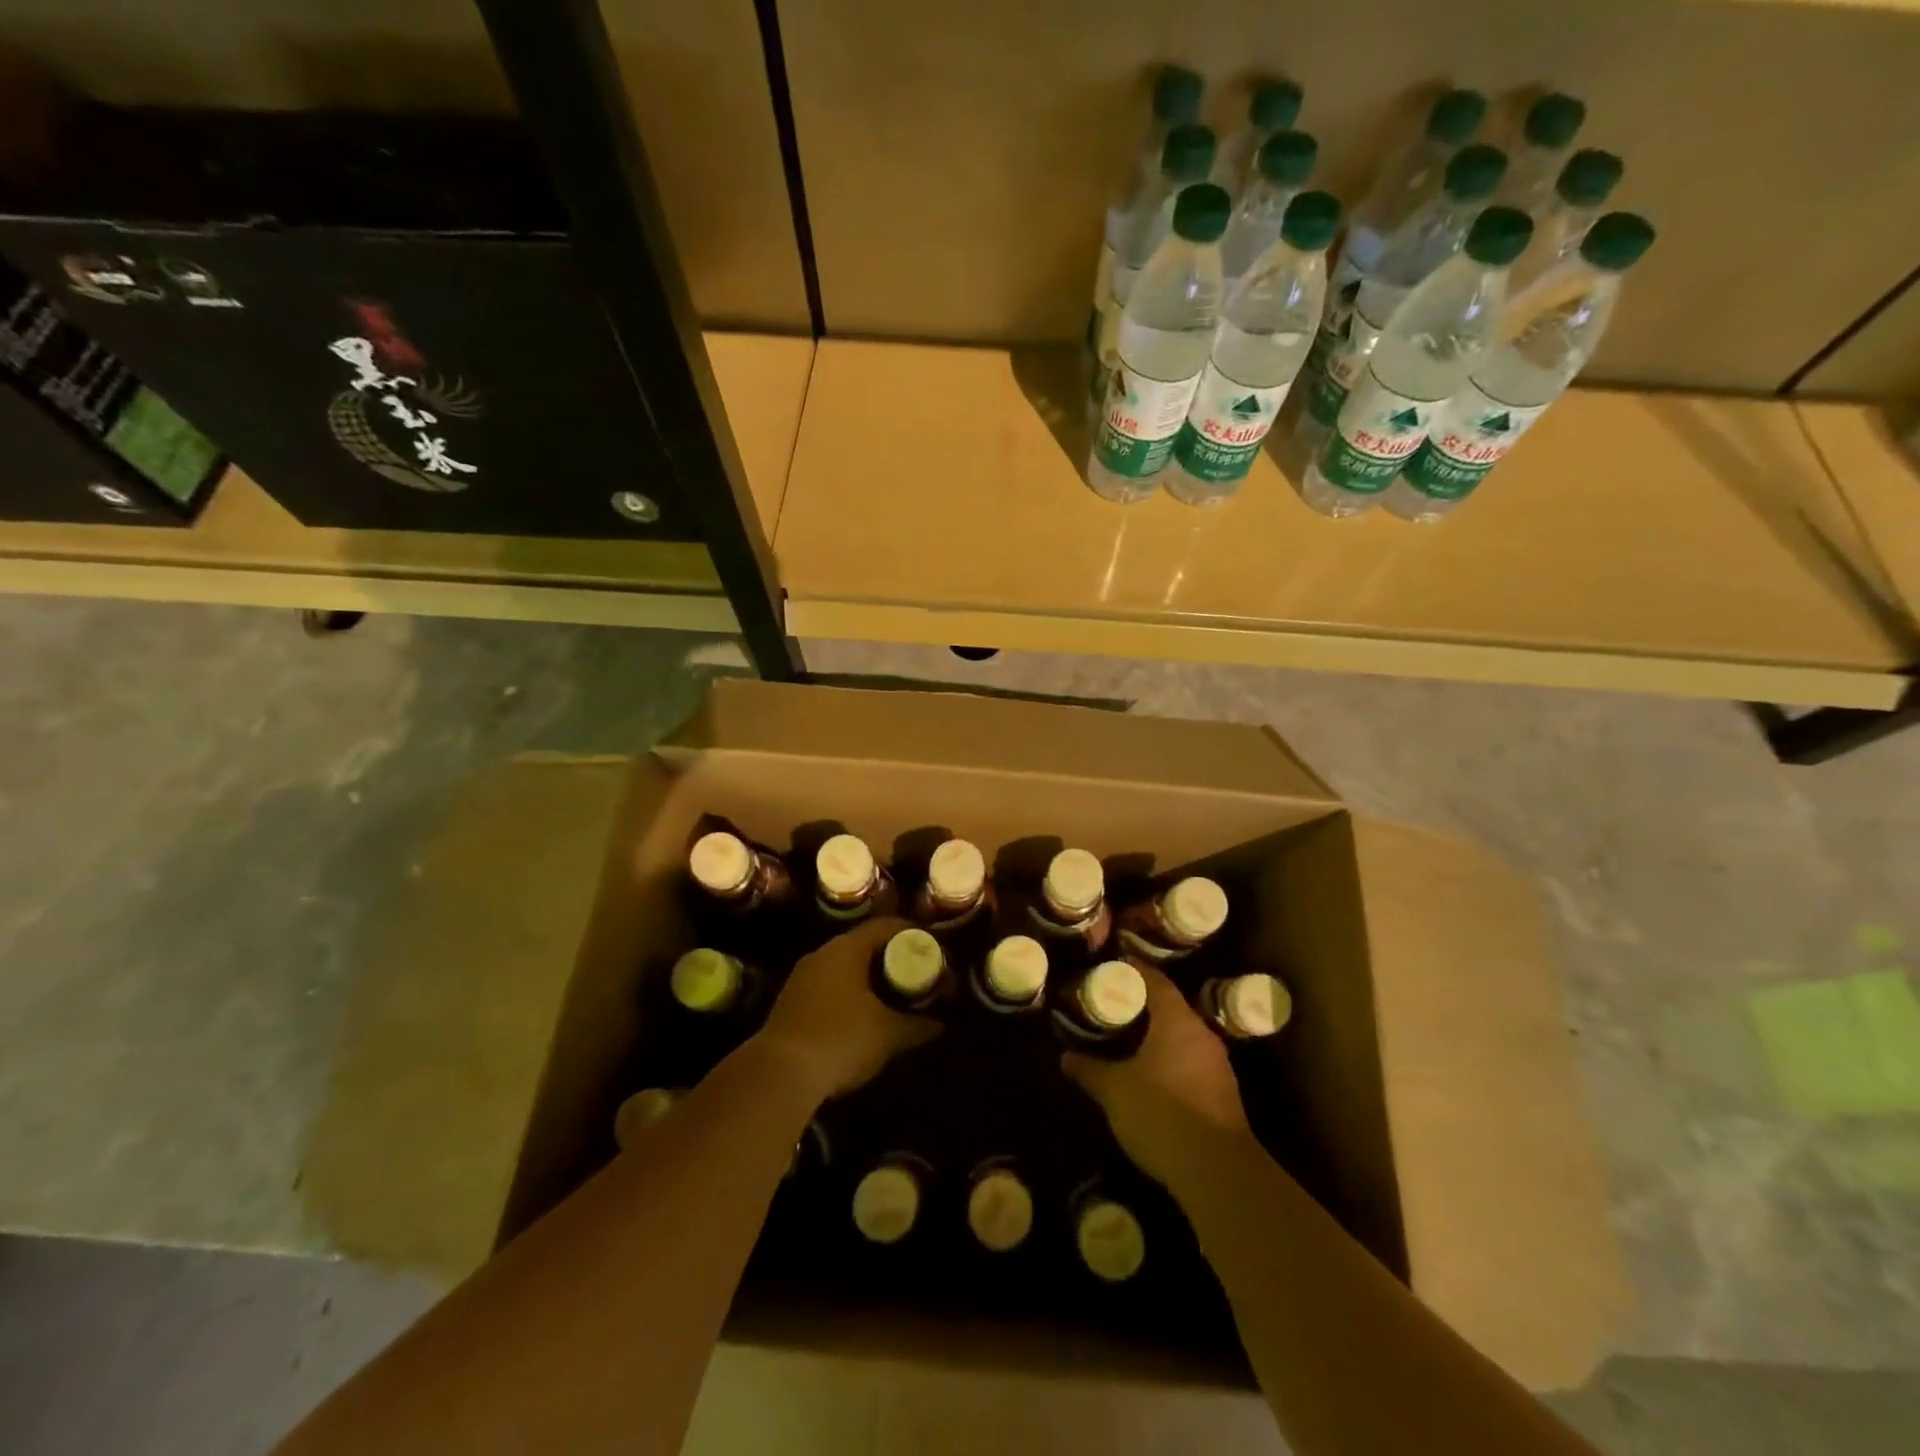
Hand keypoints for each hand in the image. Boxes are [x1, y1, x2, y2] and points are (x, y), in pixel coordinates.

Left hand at [758, 917, 938, 1100]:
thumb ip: (917, 1026)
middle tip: (914, 973)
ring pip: (843, 968)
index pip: (884, 926)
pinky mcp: (789, 1003)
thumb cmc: (841, 1038)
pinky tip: (861, 1017)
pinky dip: (848, 995)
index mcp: (847, 949)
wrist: (780, 1073)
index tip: (930, 946)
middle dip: (889, 958)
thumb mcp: (888, 1033)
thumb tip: (939, 1025)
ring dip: (866, 979)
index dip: (910, 932)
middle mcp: (822, 955)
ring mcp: (801, 978)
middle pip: (862, 945)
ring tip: (891, 996)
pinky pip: (827, 987)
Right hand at [1063, 963, 1251, 1187]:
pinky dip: (1170, 1059)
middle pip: (1171, 1007)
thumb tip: (1065, 1056)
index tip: (1112, 965)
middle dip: (1143, 1004)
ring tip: (1127, 1038)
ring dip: (1158, 1034)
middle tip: (1112, 1004)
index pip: (1155, 980)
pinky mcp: (1223, 1094)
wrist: (1217, 1172)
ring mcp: (1217, 1065)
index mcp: (1177, 1020)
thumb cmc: (1162, 1114)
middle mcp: (1202, 1034)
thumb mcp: (1114, 1090)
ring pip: (1182, 1036)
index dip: (1134, 970)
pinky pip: (1191, 1061)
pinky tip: (1152, 1074)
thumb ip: (1089, 1069)